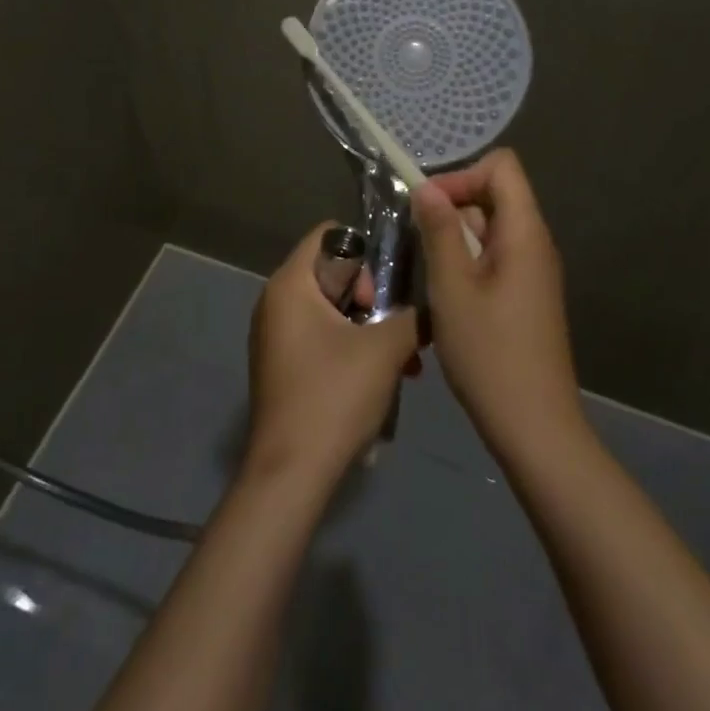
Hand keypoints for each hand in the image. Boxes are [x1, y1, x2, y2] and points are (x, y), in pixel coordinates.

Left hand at [244, 223, 419, 489]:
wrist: (291, 475)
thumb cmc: (333, 397)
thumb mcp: (385, 349)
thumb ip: (414, 316)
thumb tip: (434, 305)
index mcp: (289, 284)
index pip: (329, 234)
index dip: (364, 252)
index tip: (384, 290)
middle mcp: (275, 301)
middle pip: (332, 272)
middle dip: (372, 297)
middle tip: (392, 328)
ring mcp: (276, 336)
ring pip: (332, 309)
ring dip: (369, 327)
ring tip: (402, 360)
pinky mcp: (283, 365)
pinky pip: (322, 337)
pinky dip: (352, 347)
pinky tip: (383, 377)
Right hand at [414, 149, 586, 464]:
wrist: (535, 428)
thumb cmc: (490, 354)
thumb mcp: (453, 288)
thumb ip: (440, 231)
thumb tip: (427, 187)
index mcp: (524, 232)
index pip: (502, 167)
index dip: (462, 175)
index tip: (429, 209)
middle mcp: (535, 243)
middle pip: (494, 196)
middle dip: (452, 209)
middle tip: (419, 245)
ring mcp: (533, 271)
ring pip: (489, 229)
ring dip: (455, 240)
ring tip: (429, 276)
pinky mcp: (526, 296)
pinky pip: (494, 258)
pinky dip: (466, 263)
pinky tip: (447, 298)